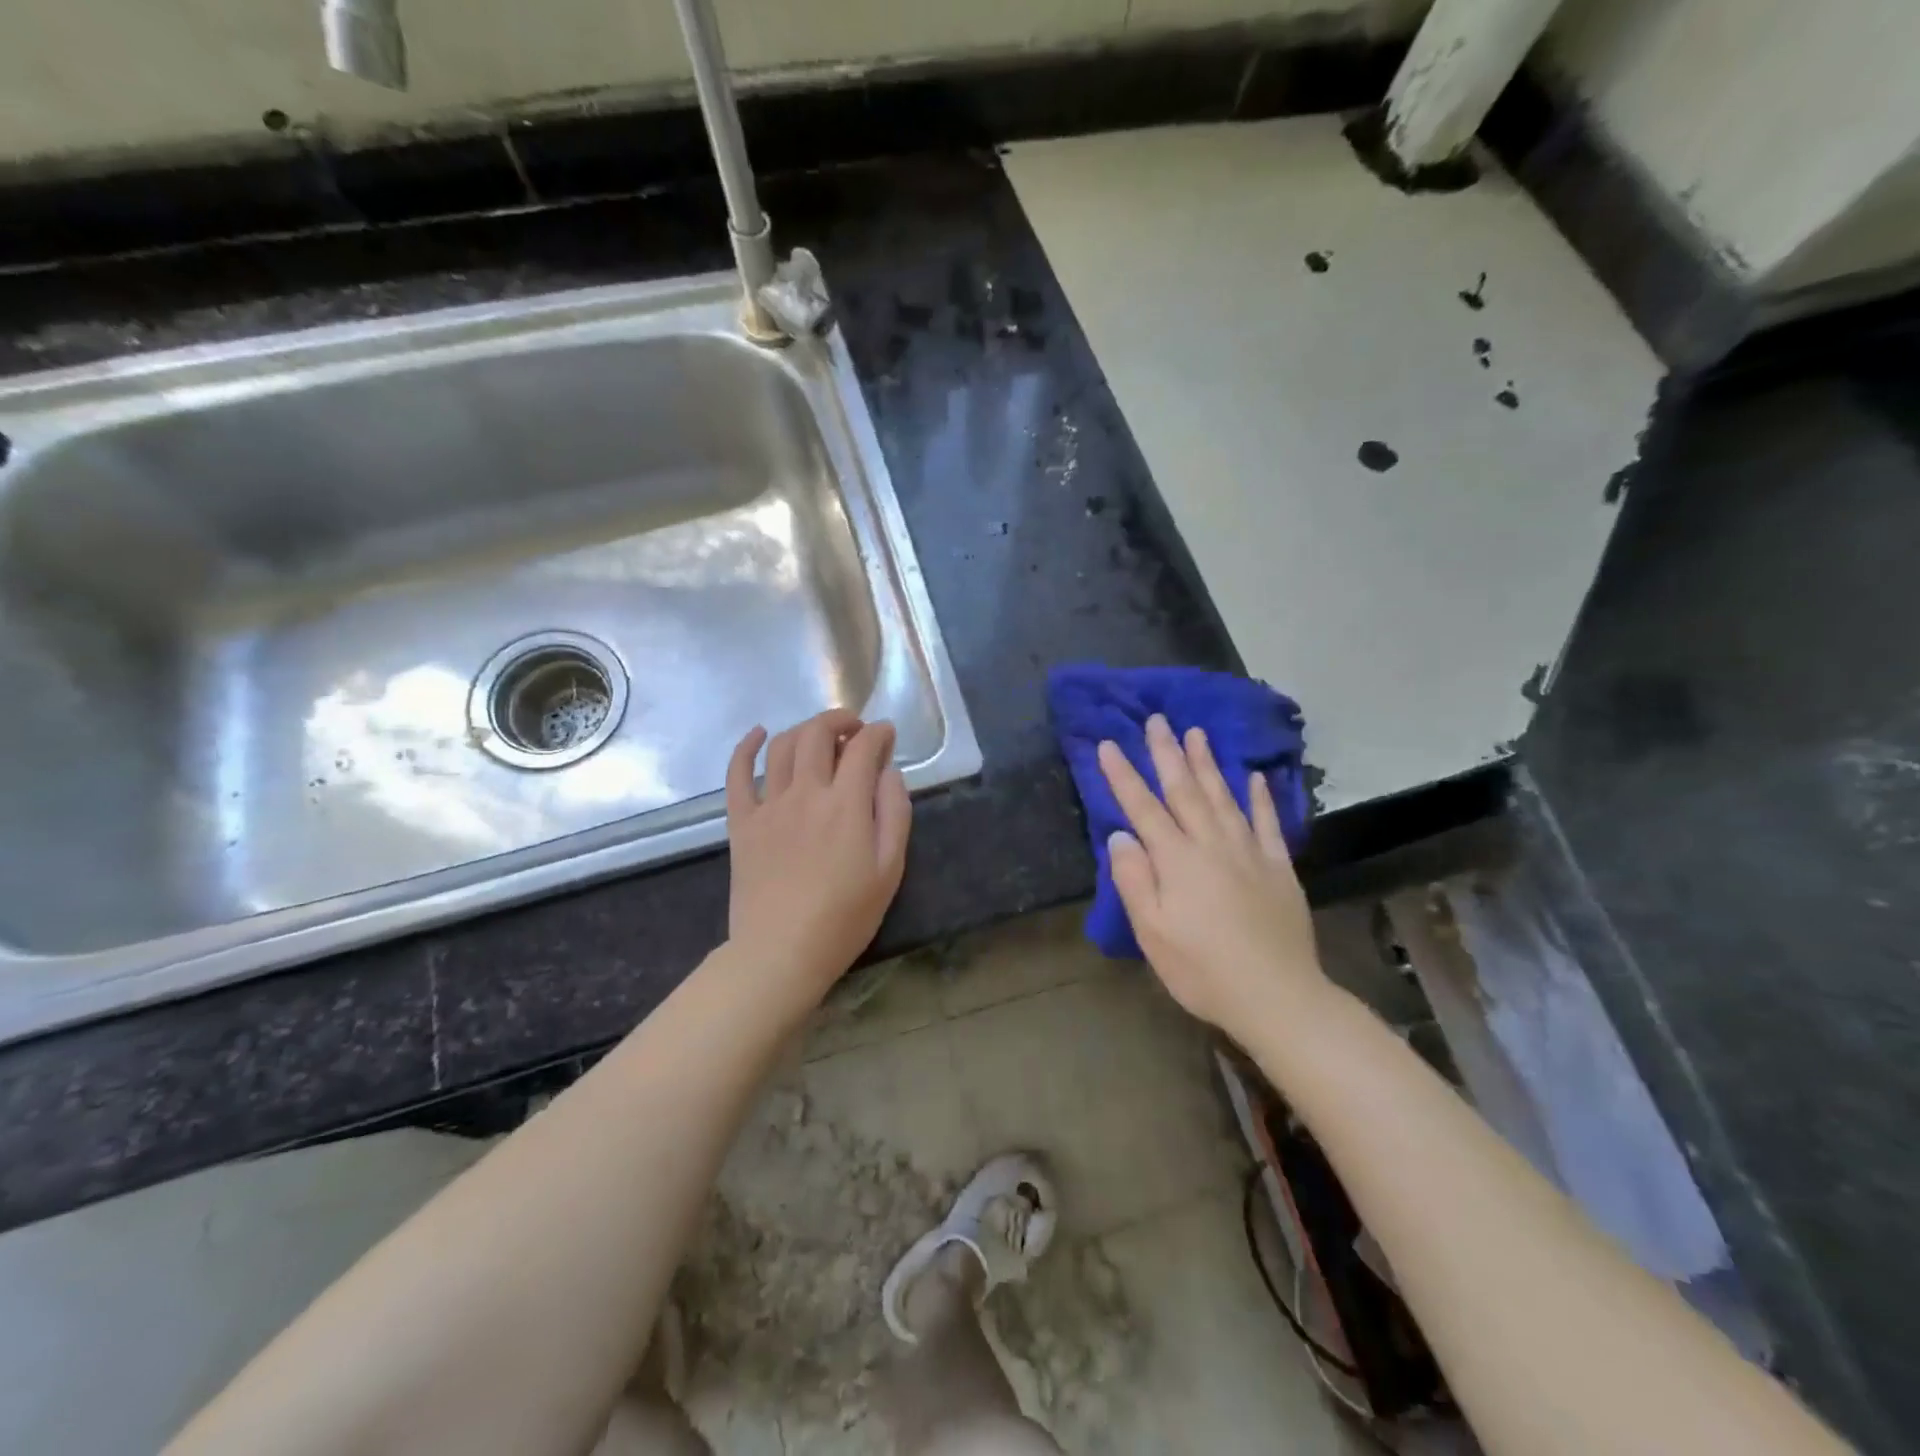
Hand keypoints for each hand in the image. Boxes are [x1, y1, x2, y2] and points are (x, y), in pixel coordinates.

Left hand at [724, 708, 911, 1001]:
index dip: (879, 733)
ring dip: (805, 729)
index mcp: (846, 804)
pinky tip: (759, 734)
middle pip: (818, 733)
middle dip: (840, 720)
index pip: (863, 747)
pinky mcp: (742, 822)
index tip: (887, 734)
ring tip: (821, 736)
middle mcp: (806, 792)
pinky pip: (738, 774)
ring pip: (783, 746)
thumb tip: (889, 771)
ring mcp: (768, 805)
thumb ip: (894, 812)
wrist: (781, 952)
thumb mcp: (889, 869)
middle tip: (855, 729)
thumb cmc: (844, 917)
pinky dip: (747, 747)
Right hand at [1097, 714, 1328, 1036]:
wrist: (1277, 996)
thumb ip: (1134, 880)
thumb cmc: (1202, 969)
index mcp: (1177, 860)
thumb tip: (1121, 835)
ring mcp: (1249, 853)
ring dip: (1208, 763)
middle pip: (1185, 791)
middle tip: (1158, 720)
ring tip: (1197, 733)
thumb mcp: (1152, 933)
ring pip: (1223, 797)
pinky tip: (1253, 777)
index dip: (1123, 776)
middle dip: (1167, 753)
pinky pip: (1266, 823)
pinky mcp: (1278, 867)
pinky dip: (1259, 797)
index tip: (1108, 744)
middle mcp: (1212, 845)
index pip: (1143, 808)